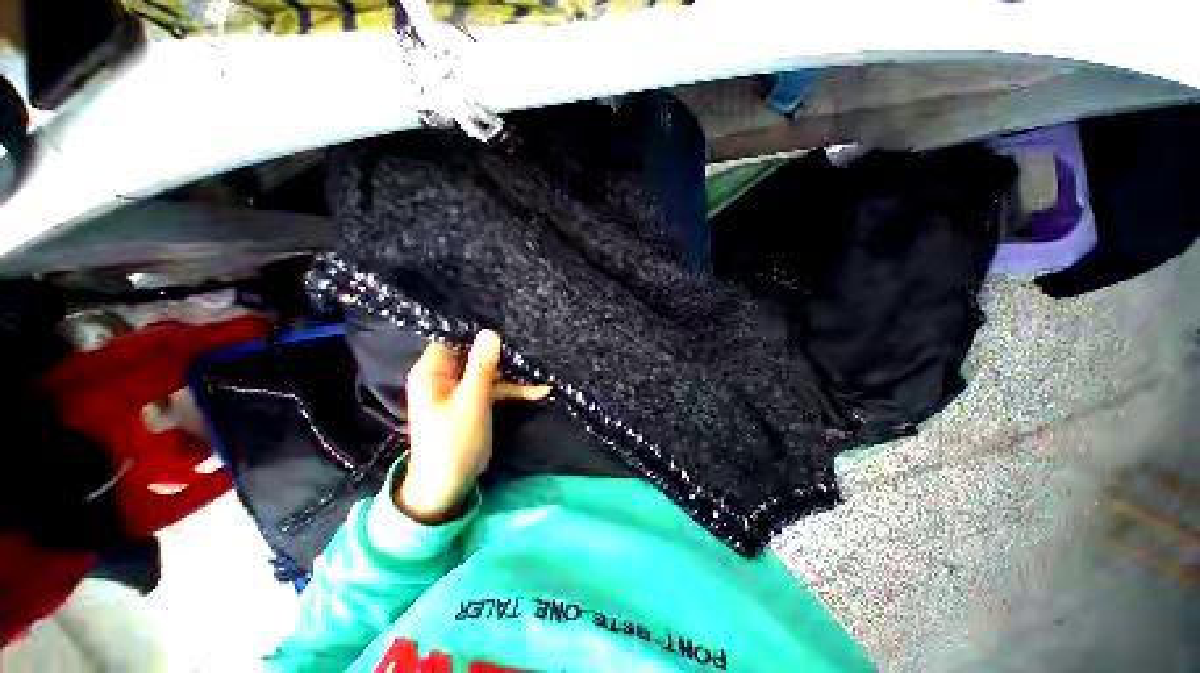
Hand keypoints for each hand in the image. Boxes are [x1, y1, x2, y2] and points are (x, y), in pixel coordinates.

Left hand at [397, 330, 550, 522]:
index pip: (453, 338)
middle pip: (476, 353)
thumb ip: (481, 367)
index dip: (476, 329)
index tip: (505, 319)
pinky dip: (516, 389)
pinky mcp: (478, 400)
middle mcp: (447, 375)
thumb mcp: (470, 402)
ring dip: (514, 372)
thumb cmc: (452, 441)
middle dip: (502, 350)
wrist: (449, 484)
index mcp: (433, 371)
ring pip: (491, 370)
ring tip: (540, 365)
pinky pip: (497, 387)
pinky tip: (540, 390)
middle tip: (529, 340)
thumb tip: (491, 332)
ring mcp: (464, 388)